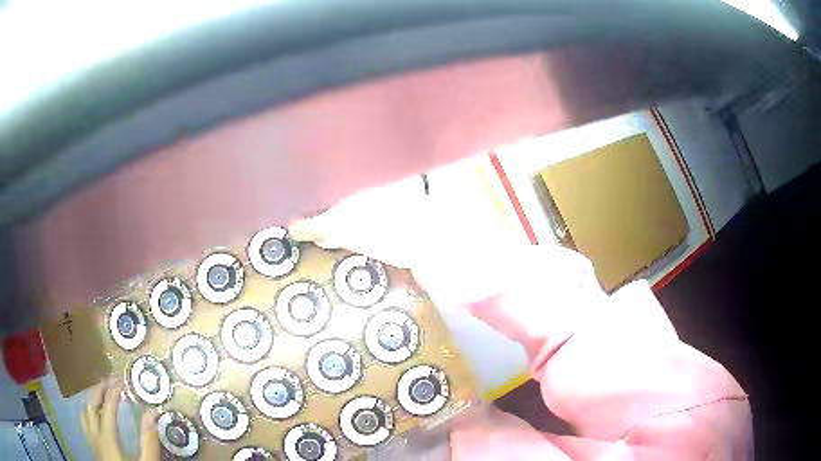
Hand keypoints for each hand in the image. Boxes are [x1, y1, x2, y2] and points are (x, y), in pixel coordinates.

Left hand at [80, 378, 159, 460]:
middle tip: (109, 381)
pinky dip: (90, 415)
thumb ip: (148, 442)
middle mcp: (95, 436)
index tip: (121, 380)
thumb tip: (152, 414)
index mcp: (106, 438)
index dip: (113, 391)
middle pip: (91, 406)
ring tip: (102, 397)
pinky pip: (86, 425)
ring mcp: (91, 442)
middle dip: (99, 391)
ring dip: (92, 402)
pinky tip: (98, 419)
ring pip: (85, 415)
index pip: (107, 407)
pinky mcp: (93, 449)